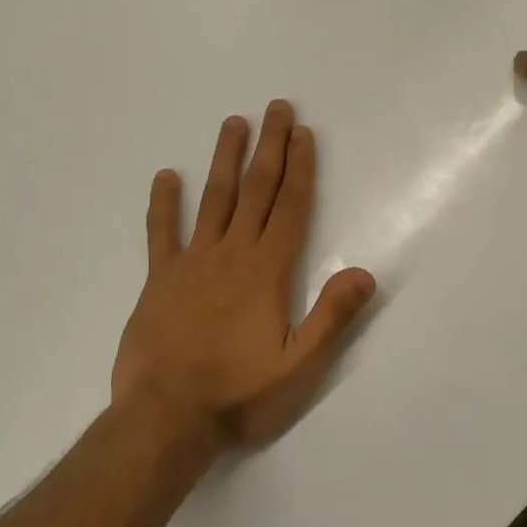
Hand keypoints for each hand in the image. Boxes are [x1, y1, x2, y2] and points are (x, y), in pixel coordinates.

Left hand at [111, 100, 375, 454]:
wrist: (165, 419)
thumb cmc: (239, 394)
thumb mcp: (299, 365)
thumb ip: (332, 317)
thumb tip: (365, 272)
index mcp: (268, 271)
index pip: (291, 208)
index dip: (300, 168)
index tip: (303, 132)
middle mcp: (232, 255)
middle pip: (255, 191)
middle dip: (269, 148)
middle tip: (276, 107)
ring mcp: (192, 263)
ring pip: (213, 199)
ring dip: (225, 159)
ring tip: (233, 122)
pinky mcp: (160, 280)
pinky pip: (161, 233)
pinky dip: (163, 203)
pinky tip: (166, 175)